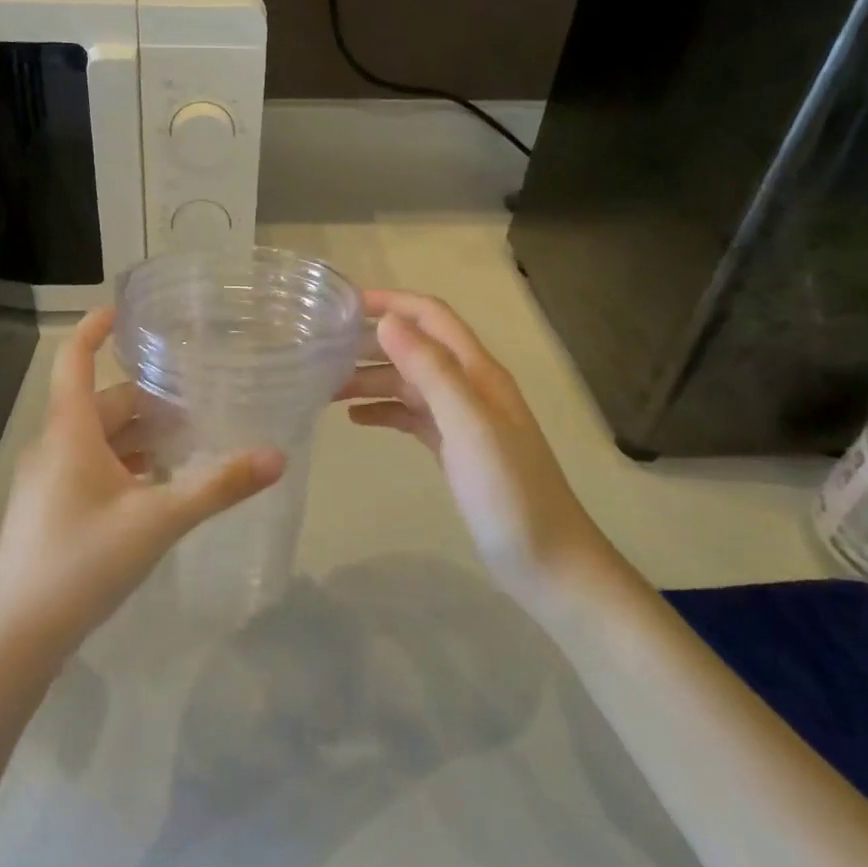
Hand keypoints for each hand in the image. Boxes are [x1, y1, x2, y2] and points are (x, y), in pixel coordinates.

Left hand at [0, 308, 286, 660]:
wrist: (17, 636)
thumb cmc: (83, 562)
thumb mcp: (159, 521)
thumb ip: (218, 486)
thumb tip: (276, 456)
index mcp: (70, 432)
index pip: (74, 360)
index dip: (95, 330)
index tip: (125, 310)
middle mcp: (54, 446)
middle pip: (102, 404)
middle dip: (148, 400)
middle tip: (198, 403)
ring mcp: (47, 480)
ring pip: (98, 439)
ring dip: (140, 437)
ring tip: (188, 444)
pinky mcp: (49, 510)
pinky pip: (91, 468)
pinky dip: (125, 465)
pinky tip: (158, 488)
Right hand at [338, 290, 606, 593]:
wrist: (547, 563)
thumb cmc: (509, 493)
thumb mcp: (469, 427)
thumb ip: (432, 371)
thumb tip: (388, 322)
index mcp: (478, 372)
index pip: (431, 317)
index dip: (390, 303)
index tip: (340, 306)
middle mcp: (470, 386)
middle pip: (414, 347)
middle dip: (370, 342)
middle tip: (320, 352)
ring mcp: (462, 419)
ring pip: (409, 382)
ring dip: (370, 379)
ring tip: (325, 388)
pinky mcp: (454, 448)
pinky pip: (412, 416)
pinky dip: (383, 411)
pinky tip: (355, 420)